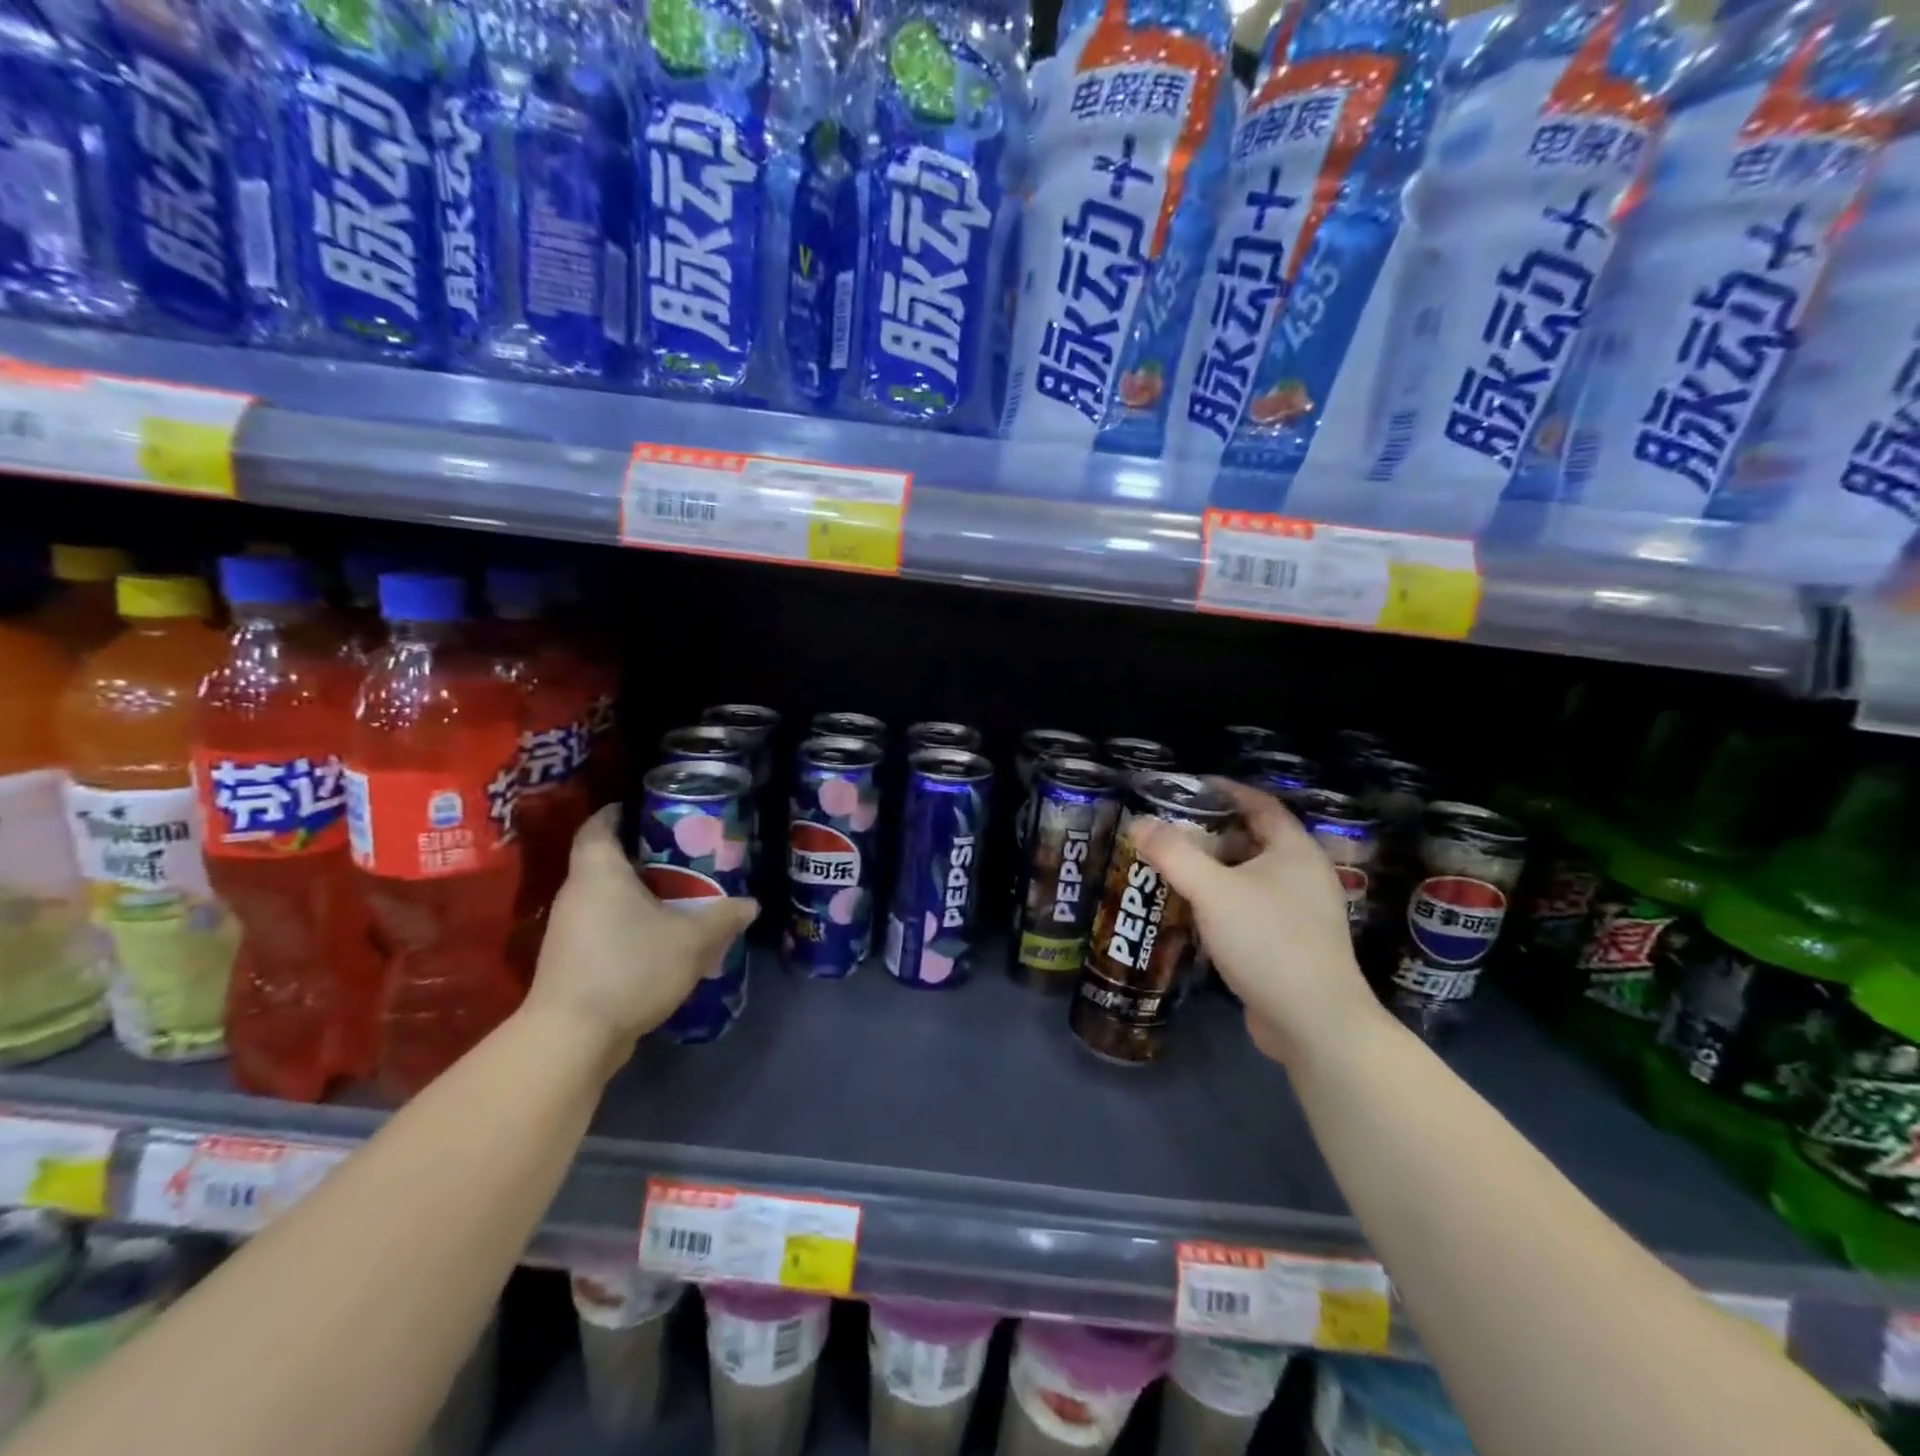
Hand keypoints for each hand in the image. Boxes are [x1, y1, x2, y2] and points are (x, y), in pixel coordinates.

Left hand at [524, 806, 757, 1072]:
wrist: (572, 1038)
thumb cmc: (631, 968)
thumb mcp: (692, 941)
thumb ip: (723, 917)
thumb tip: (751, 904)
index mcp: (599, 872)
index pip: (598, 826)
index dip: (617, 812)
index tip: (644, 809)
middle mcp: (575, 893)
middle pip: (602, 860)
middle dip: (638, 855)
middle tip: (679, 854)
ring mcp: (567, 929)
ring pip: (602, 897)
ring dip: (633, 893)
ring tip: (675, 895)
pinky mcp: (567, 961)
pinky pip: (600, 926)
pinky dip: (625, 922)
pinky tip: (655, 938)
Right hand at [1132, 780, 1384, 1067]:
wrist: (1314, 1023)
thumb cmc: (1267, 941)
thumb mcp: (1212, 891)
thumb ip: (1173, 854)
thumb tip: (1137, 822)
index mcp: (1294, 850)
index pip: (1259, 804)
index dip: (1225, 791)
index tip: (1187, 787)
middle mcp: (1303, 874)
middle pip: (1253, 839)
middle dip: (1211, 831)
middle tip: (1169, 829)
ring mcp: (1301, 911)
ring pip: (1251, 875)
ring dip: (1215, 868)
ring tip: (1174, 865)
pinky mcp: (1292, 943)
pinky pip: (1252, 906)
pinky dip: (1224, 899)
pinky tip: (1195, 909)